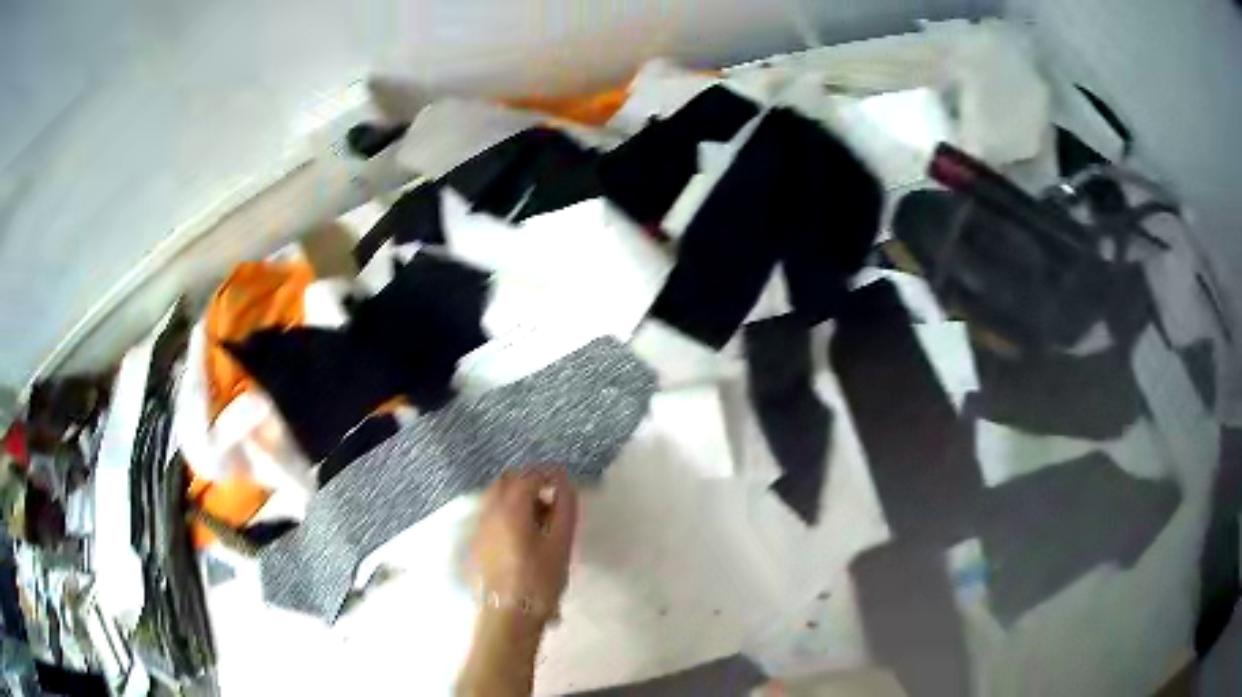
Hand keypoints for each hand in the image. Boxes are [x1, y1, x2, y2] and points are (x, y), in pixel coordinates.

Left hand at [470, 468, 578, 619]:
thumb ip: (565, 508)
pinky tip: (524, 536)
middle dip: (530, 482)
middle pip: (507, 482)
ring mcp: (480, 528)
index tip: (565, 483)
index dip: (548, 475)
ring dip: (518, 498)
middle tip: (553, 498)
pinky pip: (492, 515)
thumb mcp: (561, 543)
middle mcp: (489, 512)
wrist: (509, 615)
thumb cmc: (539, 579)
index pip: (528, 476)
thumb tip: (563, 484)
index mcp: (510, 508)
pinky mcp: (477, 544)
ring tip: (541, 519)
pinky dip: (508, 513)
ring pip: (497, 498)